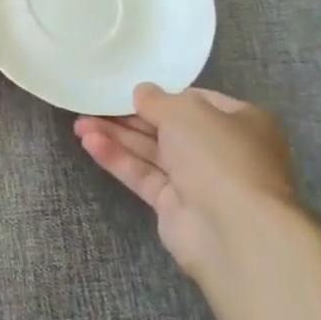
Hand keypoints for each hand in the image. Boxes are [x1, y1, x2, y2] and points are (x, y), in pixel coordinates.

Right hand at [74, 84, 301, 276]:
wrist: (233, 229)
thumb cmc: (219, 156)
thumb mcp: (186, 112)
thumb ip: (158, 99)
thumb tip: (142, 92)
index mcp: (241, 122)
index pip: (197, 101)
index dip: (162, 95)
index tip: (129, 90)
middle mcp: (222, 150)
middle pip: (168, 127)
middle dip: (129, 117)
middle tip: (92, 106)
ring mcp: (198, 179)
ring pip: (151, 152)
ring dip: (116, 136)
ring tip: (79, 125)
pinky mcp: (174, 204)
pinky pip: (142, 175)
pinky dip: (117, 159)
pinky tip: (89, 144)